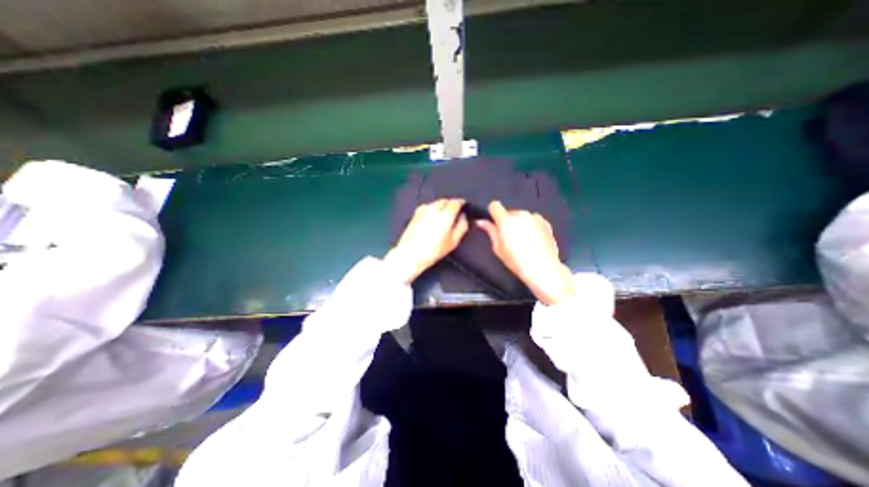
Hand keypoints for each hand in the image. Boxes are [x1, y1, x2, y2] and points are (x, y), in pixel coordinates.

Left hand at [388, 197, 468, 282]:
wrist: (410, 254)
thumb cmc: (432, 251)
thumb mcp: (453, 241)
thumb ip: (462, 226)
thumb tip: (463, 217)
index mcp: (445, 214)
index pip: (456, 202)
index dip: (461, 203)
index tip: (463, 206)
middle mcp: (434, 209)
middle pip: (445, 200)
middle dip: (451, 204)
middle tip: (455, 212)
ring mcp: (423, 210)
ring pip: (435, 203)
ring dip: (441, 206)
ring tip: (443, 217)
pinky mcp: (415, 214)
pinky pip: (427, 207)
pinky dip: (432, 210)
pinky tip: (432, 220)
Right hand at [477, 201, 575, 304]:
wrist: (542, 268)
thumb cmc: (516, 261)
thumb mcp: (498, 248)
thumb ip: (490, 231)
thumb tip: (481, 222)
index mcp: (506, 220)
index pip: (494, 205)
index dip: (492, 213)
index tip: (494, 223)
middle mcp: (520, 215)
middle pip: (509, 212)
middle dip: (507, 221)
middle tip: (509, 237)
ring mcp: (534, 217)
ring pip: (521, 216)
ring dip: (519, 224)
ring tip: (522, 241)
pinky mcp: (545, 222)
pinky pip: (533, 220)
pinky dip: (531, 226)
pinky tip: (533, 241)